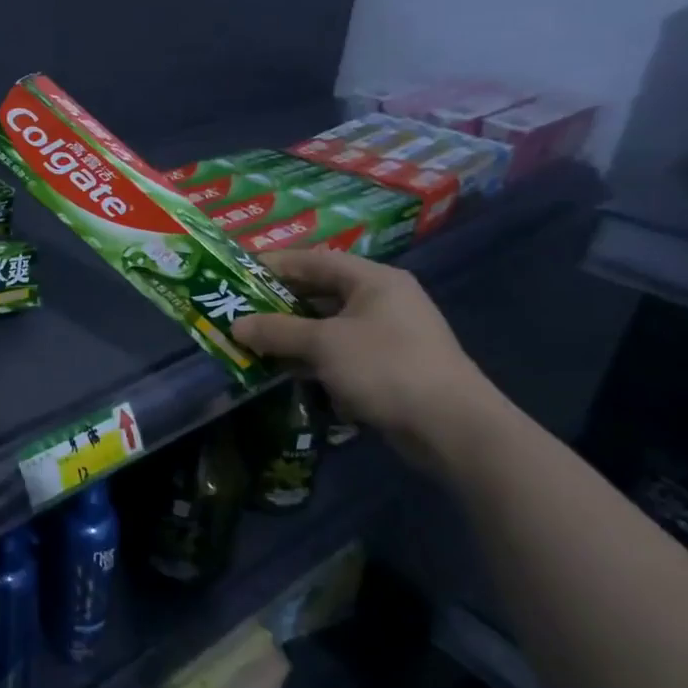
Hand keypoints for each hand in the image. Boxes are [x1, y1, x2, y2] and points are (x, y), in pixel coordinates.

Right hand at [230, 249, 502, 468]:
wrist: (452, 427)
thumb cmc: (386, 367)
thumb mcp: (324, 344)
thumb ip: (277, 331)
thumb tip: (236, 325)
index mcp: (373, 280)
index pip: (314, 260)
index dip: (274, 264)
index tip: (237, 273)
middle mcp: (382, 300)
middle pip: (319, 292)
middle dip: (278, 303)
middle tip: (239, 310)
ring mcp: (387, 335)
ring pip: (327, 326)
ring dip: (291, 335)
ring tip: (252, 342)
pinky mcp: (387, 367)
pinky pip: (338, 353)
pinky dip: (311, 358)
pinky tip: (284, 371)